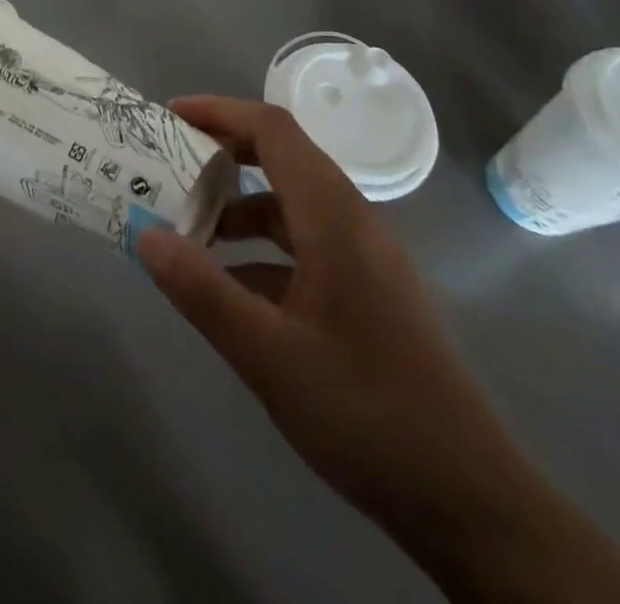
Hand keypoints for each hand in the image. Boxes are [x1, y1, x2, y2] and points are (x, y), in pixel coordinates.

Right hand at [135, 96, 532, 545]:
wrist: (474, 506)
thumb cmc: (368, 414)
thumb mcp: (267, 355)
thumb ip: (200, 291)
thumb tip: (144, 235)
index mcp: (335, 219)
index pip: (274, 131)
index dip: (220, 112)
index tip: (169, 118)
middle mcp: (354, 224)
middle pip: (283, 159)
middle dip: (222, 154)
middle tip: (169, 167)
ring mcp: (367, 261)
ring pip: (292, 206)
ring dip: (238, 208)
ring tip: (188, 233)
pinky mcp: (370, 294)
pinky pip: (305, 246)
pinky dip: (261, 249)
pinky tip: (231, 289)